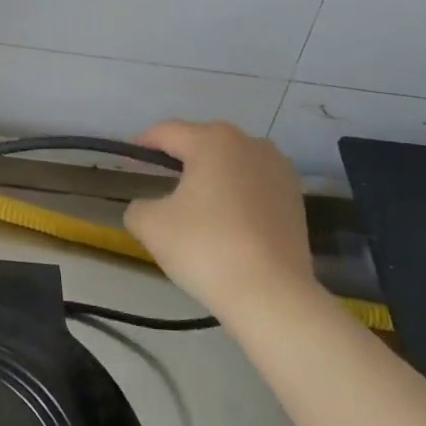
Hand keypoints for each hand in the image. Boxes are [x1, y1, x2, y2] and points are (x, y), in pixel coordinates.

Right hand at [123, 121, 313, 319]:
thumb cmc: (205, 247)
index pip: (167, 132)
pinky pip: (255, 185)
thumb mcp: (150, 225)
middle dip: (181, 159)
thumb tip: (147, 207)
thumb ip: (138, 206)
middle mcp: (250, 143)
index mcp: (212, 140)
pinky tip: (229, 222)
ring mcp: (279, 168)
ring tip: (197, 205)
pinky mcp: (295, 197)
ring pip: (233, 163)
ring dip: (213, 176)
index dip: (143, 143)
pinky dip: (238, 195)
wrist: (271, 293)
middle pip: (204, 143)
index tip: (130, 160)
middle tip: (161, 185)